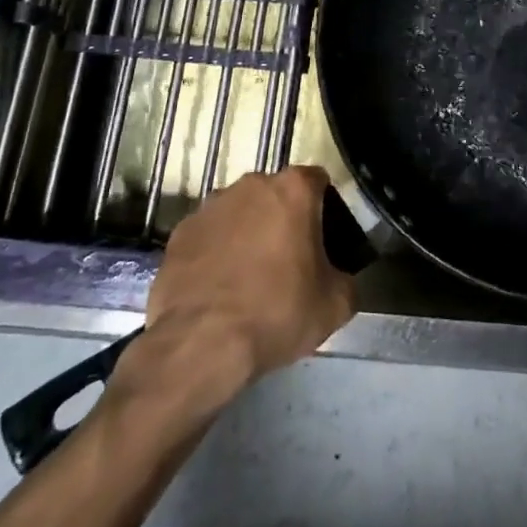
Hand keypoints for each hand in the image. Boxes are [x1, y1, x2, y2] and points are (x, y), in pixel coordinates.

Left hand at [127, 168, 355, 409]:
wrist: (199, 346)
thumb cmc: (276, 313)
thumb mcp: (335, 305)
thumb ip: (346, 279)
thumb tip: (338, 278)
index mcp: (293, 189)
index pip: (318, 181)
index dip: (325, 208)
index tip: (325, 239)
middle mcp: (251, 184)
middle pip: (276, 194)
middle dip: (284, 218)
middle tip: (290, 261)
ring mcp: (210, 206)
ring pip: (240, 212)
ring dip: (248, 233)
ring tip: (249, 277)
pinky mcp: (180, 232)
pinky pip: (209, 235)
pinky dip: (216, 252)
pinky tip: (219, 288)